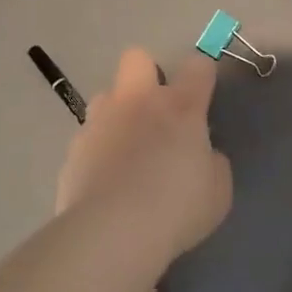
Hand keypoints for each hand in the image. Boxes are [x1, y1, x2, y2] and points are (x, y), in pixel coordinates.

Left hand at [55, 48, 231, 270]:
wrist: (112, 232)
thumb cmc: (177, 208)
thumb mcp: (218, 190)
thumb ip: (212, 163)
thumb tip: (203, 154)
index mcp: (180, 107)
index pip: (197, 67)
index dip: (203, 76)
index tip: (204, 96)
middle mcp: (138, 103)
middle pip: (137, 58)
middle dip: (148, 74)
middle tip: (157, 112)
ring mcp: (100, 122)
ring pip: (106, 96)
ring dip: (119, 112)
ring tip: (128, 148)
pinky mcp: (74, 150)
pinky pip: (89, 136)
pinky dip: (100, 150)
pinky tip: (107, 180)